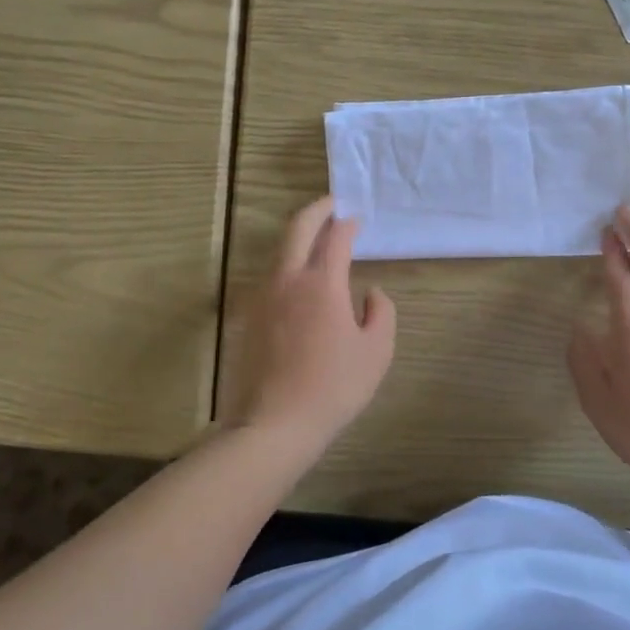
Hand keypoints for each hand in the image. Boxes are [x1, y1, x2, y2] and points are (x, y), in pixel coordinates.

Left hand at [228, 197, 396, 449]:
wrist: (274, 424)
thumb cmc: (334, 388)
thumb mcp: (376, 351)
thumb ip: (381, 312)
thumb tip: (370, 291)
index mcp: (321, 283)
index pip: (335, 238)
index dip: (347, 224)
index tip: (356, 220)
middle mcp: (287, 280)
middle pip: (297, 229)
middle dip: (316, 211)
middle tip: (331, 206)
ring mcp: (262, 297)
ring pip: (279, 252)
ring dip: (298, 238)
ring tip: (316, 240)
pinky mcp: (249, 317)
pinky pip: (270, 277)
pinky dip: (286, 264)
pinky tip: (298, 280)